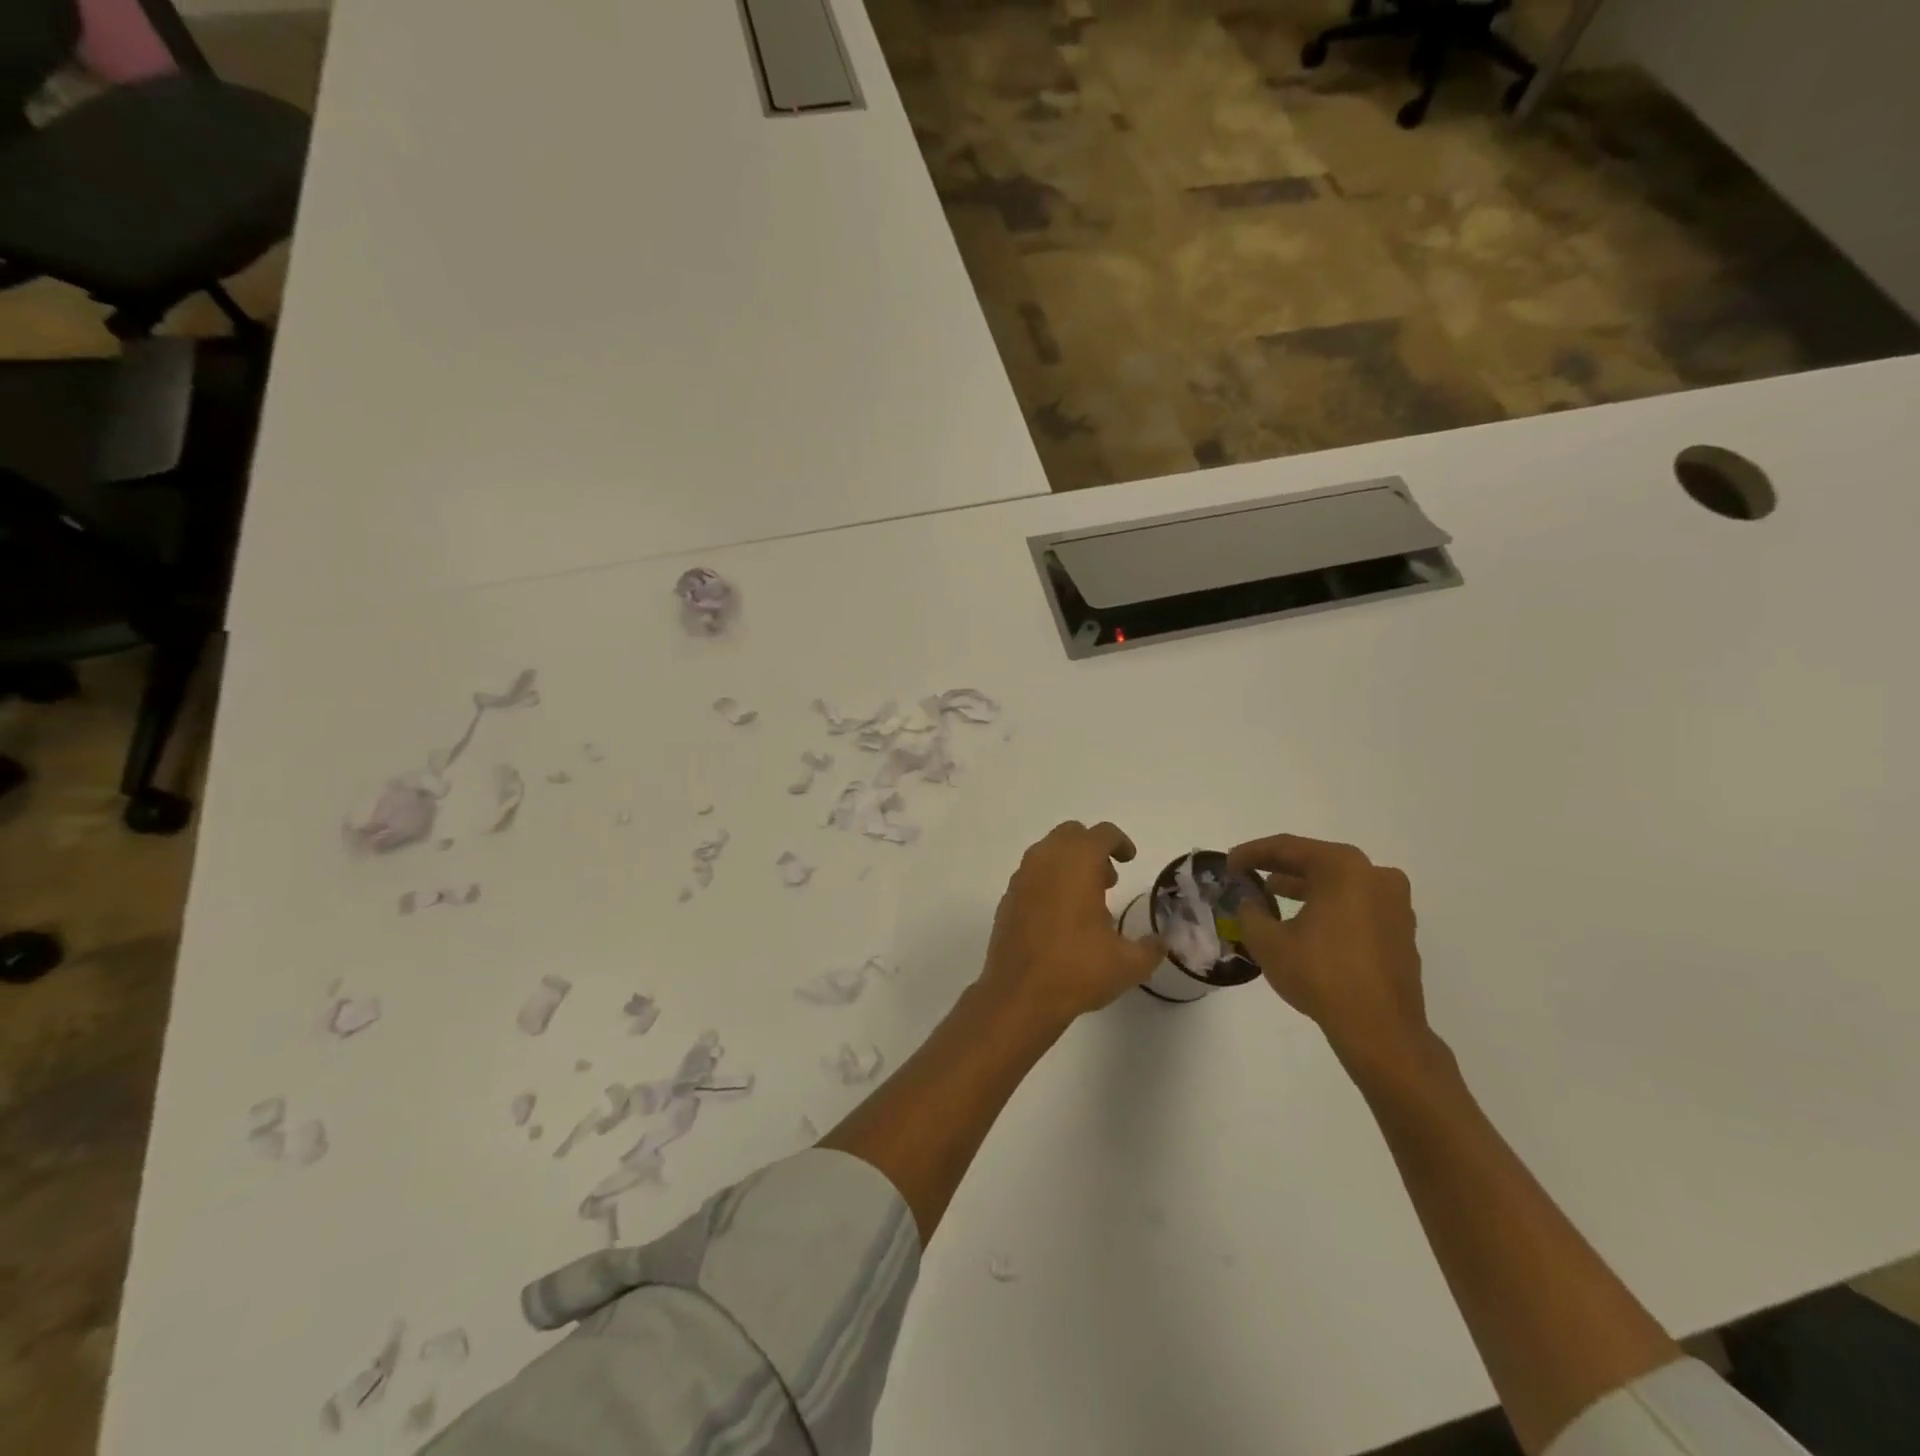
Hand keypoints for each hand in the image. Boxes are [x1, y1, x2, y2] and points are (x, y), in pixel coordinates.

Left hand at [980, 821, 1164, 1029]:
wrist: (1019, 994)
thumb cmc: (1077, 969)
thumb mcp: (1128, 964)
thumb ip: (1150, 948)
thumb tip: (1160, 942)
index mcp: (1078, 862)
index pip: (1102, 833)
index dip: (1120, 842)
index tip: (1129, 860)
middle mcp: (1046, 860)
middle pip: (1071, 834)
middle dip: (1092, 849)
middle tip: (1108, 879)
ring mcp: (1021, 877)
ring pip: (1047, 852)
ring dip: (1069, 864)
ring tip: (1086, 901)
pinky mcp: (1007, 898)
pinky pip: (1031, 876)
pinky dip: (1048, 883)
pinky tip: (1059, 918)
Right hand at [1228, 834, 1429, 1070]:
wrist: (1381, 1029)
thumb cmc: (1322, 975)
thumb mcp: (1268, 942)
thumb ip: (1250, 912)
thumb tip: (1248, 902)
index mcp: (1343, 868)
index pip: (1288, 847)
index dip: (1251, 853)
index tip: (1227, 864)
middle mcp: (1374, 875)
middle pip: (1316, 861)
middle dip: (1279, 867)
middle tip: (1248, 874)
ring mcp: (1394, 903)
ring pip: (1338, 883)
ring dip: (1304, 886)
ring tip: (1272, 896)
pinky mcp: (1401, 929)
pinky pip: (1356, 904)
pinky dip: (1329, 905)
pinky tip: (1306, 922)